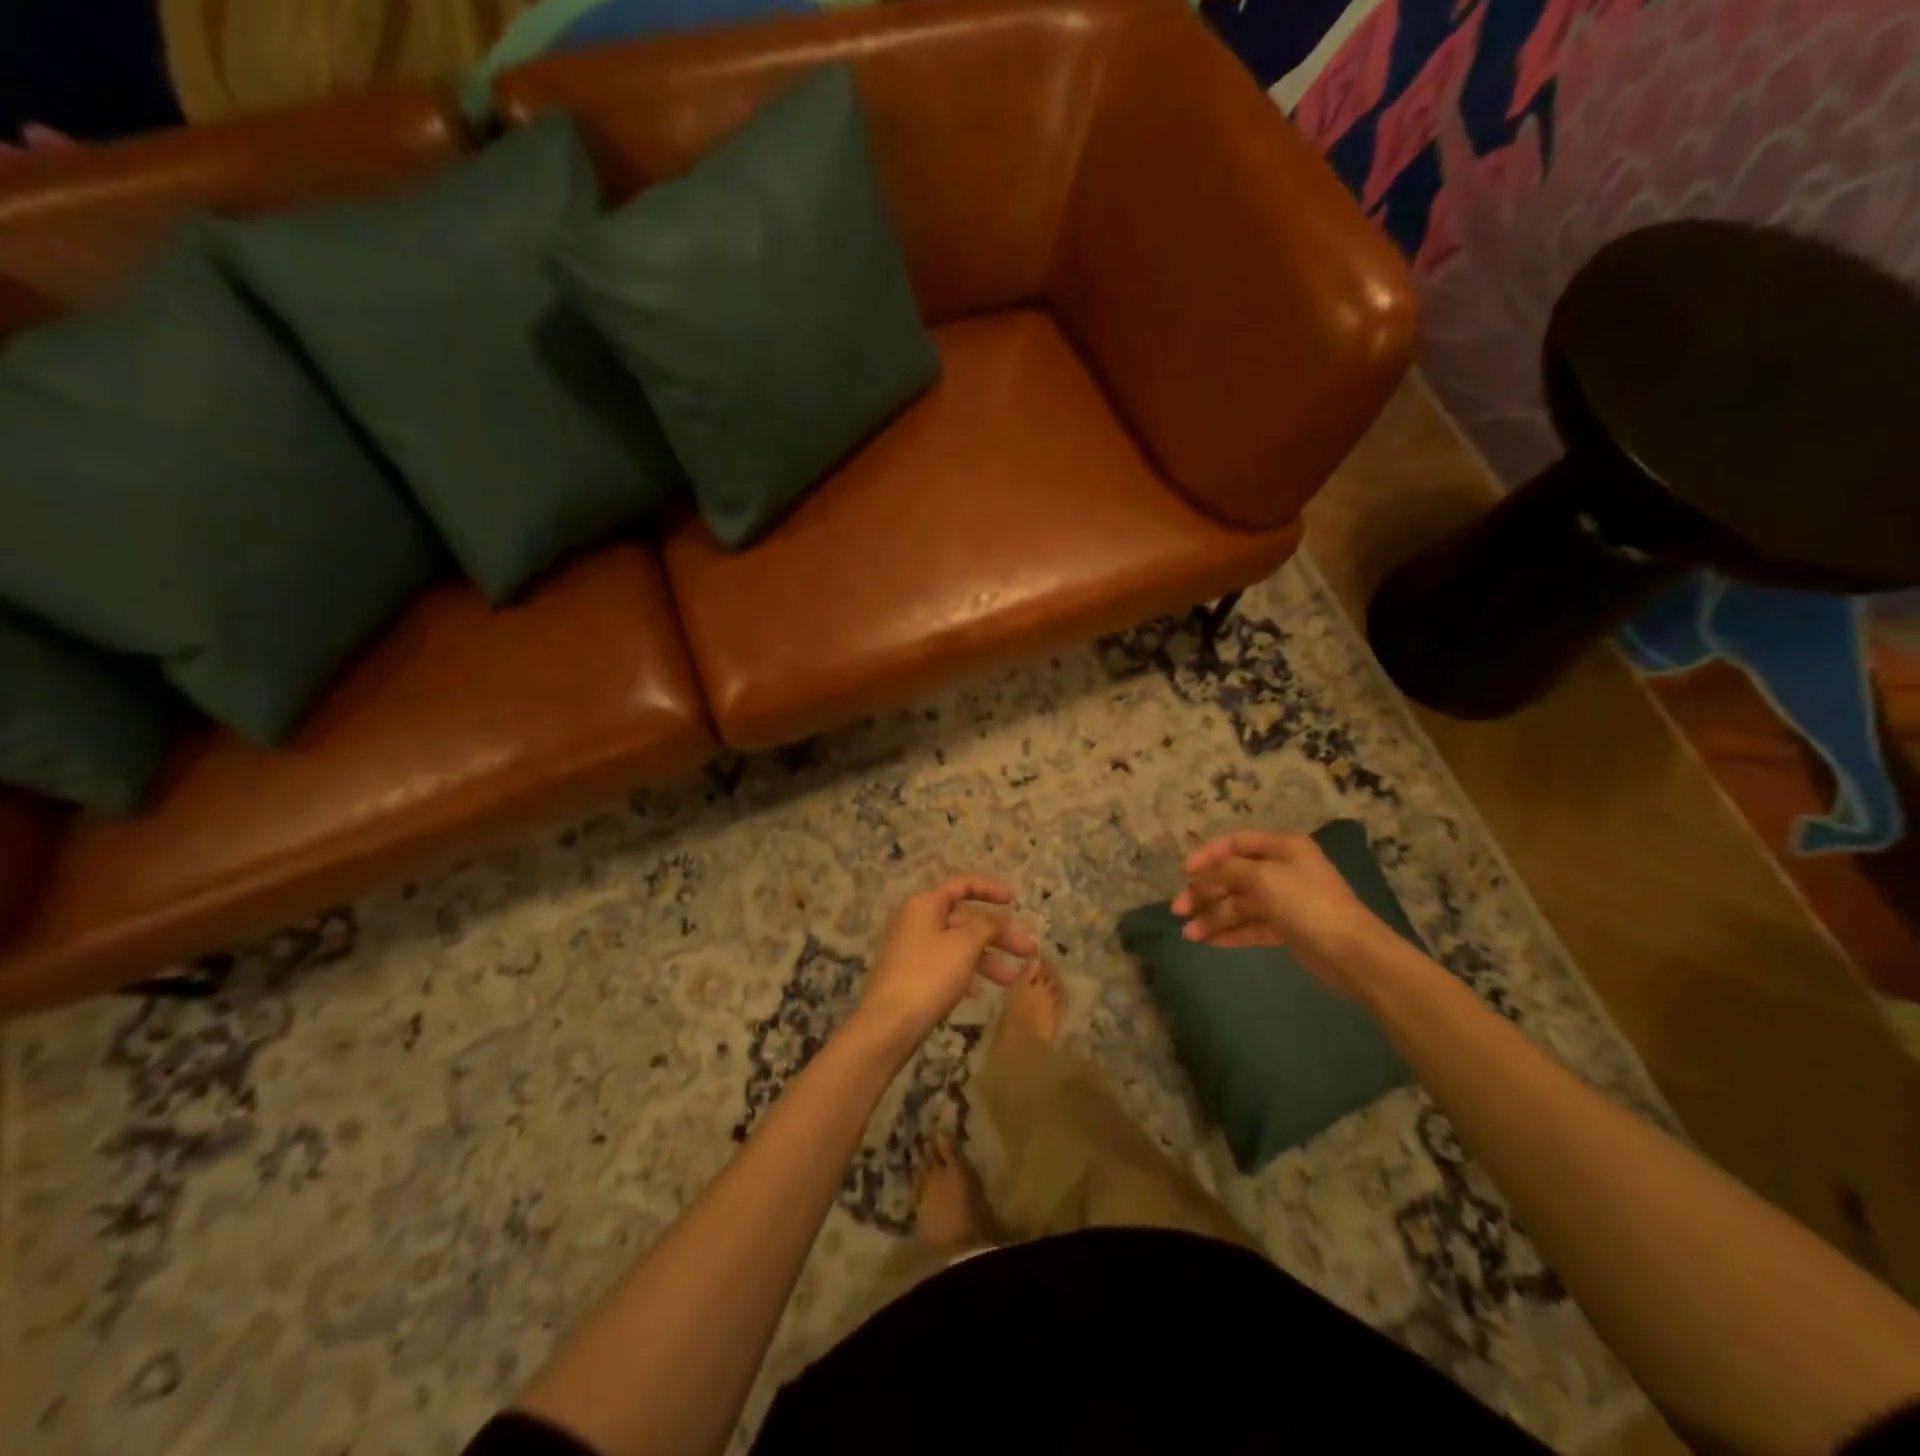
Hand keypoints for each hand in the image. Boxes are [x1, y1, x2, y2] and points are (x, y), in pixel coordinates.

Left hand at [856, 878, 1035, 1047]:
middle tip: (1026, 951)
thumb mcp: (964, 945)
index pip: (961, 886)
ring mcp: (912, 950)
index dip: (989, 890)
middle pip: (964, 919)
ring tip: (1011, 979)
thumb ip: (986, 925)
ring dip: (986, 958)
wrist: (889, 1024)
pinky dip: (966, 973)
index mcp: (925, 905)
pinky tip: (981, 992)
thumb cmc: (929, 975)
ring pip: (957, 945)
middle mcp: (916, 922)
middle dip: (997, 934)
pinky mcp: (912, 976)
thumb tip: (999, 917)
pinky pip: (946, 965)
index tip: (1014, 900)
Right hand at [1171, 832, 1382, 995]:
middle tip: (1179, 909)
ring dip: (1213, 917)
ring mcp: (1285, 901)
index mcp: (1283, 848)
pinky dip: (1229, 932)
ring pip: (1239, 905)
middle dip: (1205, 892)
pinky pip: (1250, 926)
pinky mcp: (1287, 930)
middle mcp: (1283, 870)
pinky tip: (1208, 941)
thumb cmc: (1307, 904)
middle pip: (1233, 877)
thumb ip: (1226, 871)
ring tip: (1189, 934)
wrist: (1352, 953)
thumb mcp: (1262, 877)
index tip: (1185, 873)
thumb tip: (1200, 876)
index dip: (1208, 856)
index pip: (1236, 843)